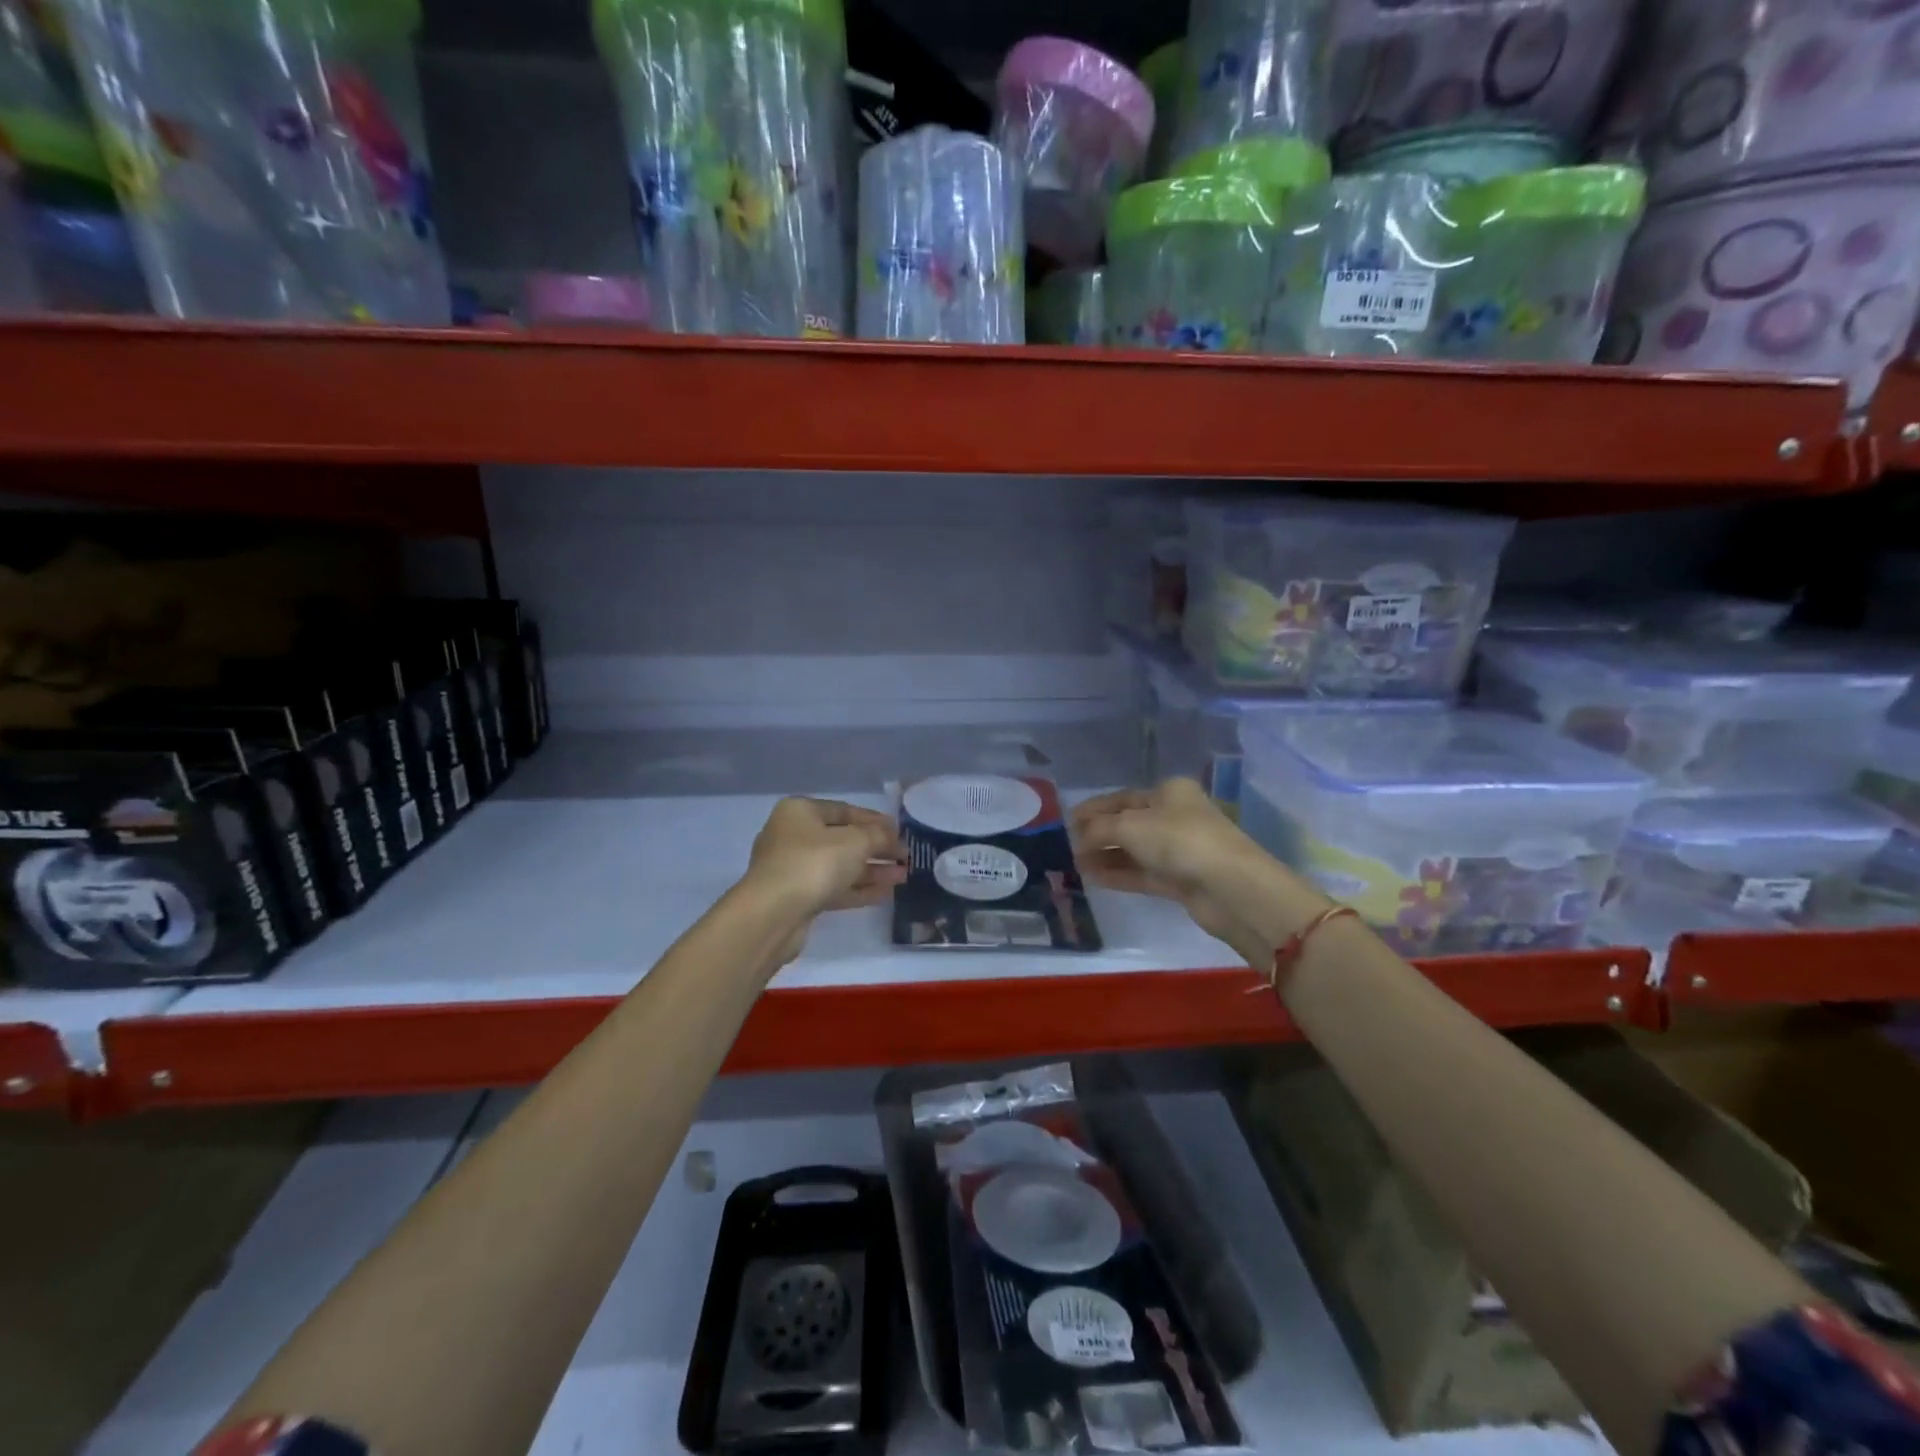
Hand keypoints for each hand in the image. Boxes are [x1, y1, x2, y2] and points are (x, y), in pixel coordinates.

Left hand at [747, 797, 905, 921]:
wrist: (773, 914)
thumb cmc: (814, 863)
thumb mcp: (855, 841)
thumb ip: (878, 835)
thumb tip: (892, 835)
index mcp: (799, 812)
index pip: (844, 810)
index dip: (875, 820)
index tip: (900, 832)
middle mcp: (792, 836)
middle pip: (842, 839)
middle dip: (876, 848)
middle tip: (904, 857)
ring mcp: (793, 869)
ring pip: (839, 866)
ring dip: (871, 870)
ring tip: (903, 876)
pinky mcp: (797, 898)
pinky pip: (833, 888)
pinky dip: (858, 889)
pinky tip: (885, 893)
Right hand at [1070, 779, 1271, 946]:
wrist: (1230, 887)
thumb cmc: (1179, 840)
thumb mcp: (1131, 826)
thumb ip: (1099, 830)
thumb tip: (1078, 837)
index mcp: (1170, 792)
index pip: (1123, 797)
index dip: (1094, 808)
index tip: (1067, 821)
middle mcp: (1176, 817)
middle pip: (1129, 824)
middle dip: (1099, 834)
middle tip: (1069, 846)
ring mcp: (1180, 850)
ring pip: (1135, 851)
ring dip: (1107, 856)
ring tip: (1076, 865)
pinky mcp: (1182, 880)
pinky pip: (1143, 873)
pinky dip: (1119, 874)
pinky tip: (1094, 878)